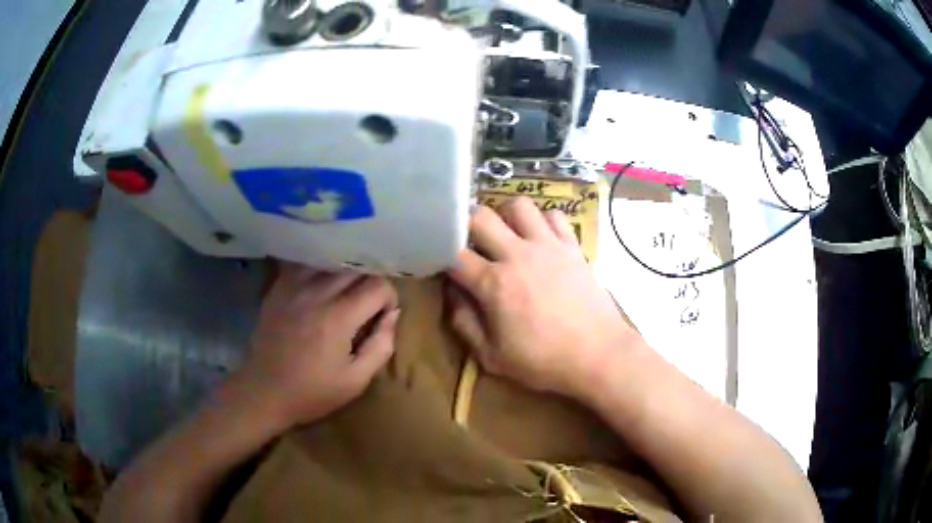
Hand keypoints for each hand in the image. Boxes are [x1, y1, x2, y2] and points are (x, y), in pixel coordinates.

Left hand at [238, 265, 399, 428]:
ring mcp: (293, 287)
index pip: (378, 284)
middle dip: (370, 283)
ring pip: (331, 261)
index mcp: (338, 317)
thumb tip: (392, 315)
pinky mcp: (278, 288)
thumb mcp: (356, 381)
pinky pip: (305, 264)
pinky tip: (320, 287)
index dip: (389, 298)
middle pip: (356, 268)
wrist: (263, 391)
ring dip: (346, 274)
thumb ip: (381, 346)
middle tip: (368, 306)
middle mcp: (317, 293)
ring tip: (345, 295)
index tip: (383, 316)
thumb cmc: (311, 392)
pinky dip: (320, 269)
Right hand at [447, 198, 636, 399]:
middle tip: (467, 239)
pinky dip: (542, 221)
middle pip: (480, 216)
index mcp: (494, 284)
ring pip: (519, 205)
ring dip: (505, 215)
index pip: (453, 253)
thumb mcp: (493, 357)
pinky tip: (540, 238)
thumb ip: (465, 324)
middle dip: (465, 223)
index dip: (440, 253)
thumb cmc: (544, 361)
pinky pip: (554, 215)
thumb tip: (452, 294)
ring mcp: (548, 246)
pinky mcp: (572, 246)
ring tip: (506, 234)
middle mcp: (518, 255)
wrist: (598, 354)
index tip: (439, 260)